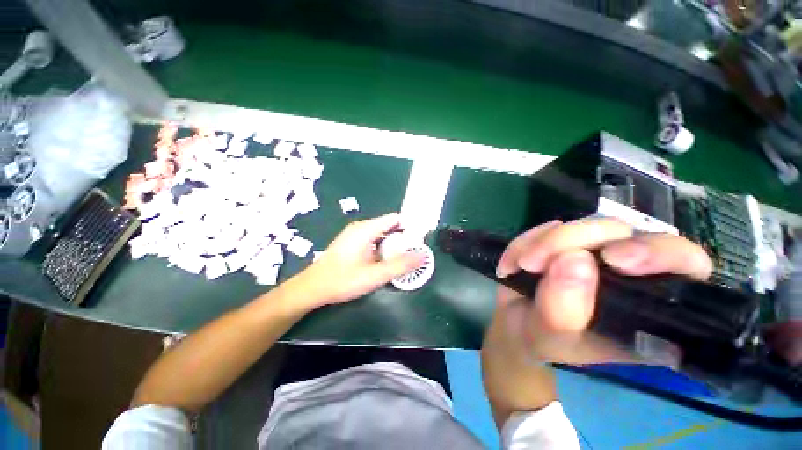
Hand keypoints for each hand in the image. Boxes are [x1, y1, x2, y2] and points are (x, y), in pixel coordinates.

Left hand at [288, 213, 424, 308]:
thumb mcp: (374, 275)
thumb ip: (400, 265)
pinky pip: (373, 241)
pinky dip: (383, 249)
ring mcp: (355, 235)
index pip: (395, 219)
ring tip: (402, 260)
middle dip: (403, 239)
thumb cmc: (342, 281)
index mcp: (366, 229)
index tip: (419, 242)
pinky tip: (384, 263)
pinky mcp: (352, 243)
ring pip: (381, 235)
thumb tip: (422, 256)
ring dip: (393, 246)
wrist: (311, 289)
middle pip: (389, 227)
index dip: (409, 227)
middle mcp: (361, 227)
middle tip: (413, 255)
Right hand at [481, 219, 712, 423]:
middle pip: (625, 232)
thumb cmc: (542, 341)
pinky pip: (547, 227)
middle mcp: (629, 272)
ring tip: (521, 267)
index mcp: (649, 306)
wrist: (516, 324)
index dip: (660, 253)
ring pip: (582, 224)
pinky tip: (513, 264)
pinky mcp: (564, 240)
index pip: (686, 266)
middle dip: (577, 240)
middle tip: (537, 262)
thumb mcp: (550, 339)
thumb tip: (572, 259)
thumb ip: (563, 313)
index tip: (615, 259)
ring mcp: (594, 251)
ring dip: (543, 243)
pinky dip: (524, 242)